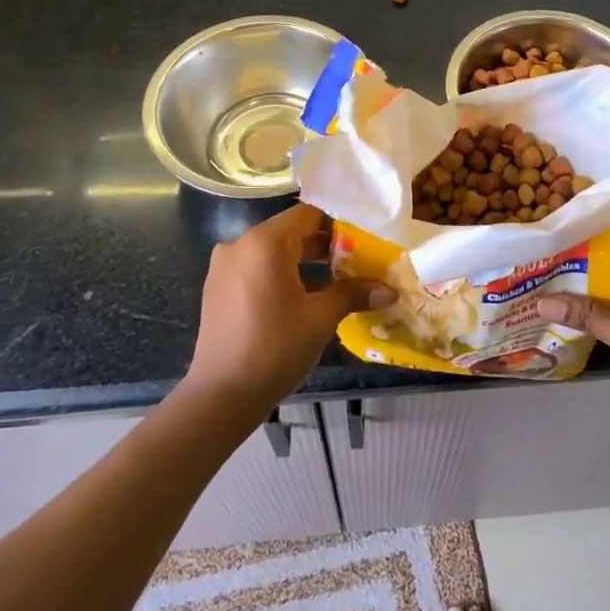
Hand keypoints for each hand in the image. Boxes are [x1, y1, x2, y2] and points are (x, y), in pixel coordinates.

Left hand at [186, 203, 391, 413]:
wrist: (221, 397)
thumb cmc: (275, 349)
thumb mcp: (321, 318)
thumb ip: (354, 294)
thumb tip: (390, 291)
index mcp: (264, 243)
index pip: (309, 213)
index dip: (340, 222)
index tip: (366, 238)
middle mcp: (240, 245)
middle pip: (291, 231)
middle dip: (326, 245)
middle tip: (360, 260)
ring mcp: (224, 267)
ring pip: (274, 252)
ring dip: (305, 262)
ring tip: (339, 281)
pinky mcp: (218, 288)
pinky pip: (257, 269)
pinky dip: (282, 275)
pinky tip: (305, 298)